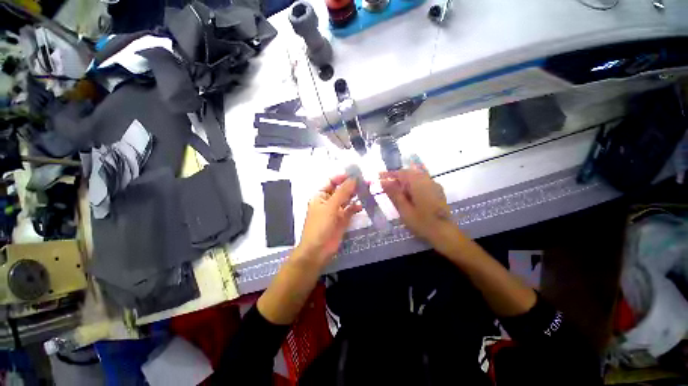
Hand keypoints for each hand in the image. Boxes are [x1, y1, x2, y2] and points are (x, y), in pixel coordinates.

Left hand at [294, 174, 361, 268]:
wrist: (318, 250)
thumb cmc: (320, 225)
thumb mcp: (330, 207)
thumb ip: (342, 192)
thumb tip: (353, 178)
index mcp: (320, 195)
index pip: (332, 181)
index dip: (342, 177)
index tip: (356, 174)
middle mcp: (328, 200)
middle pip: (341, 190)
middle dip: (351, 186)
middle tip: (366, 182)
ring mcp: (336, 210)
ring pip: (347, 199)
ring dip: (355, 195)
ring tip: (366, 191)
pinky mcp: (342, 219)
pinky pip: (350, 210)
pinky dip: (355, 207)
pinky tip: (361, 206)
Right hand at [380, 164, 456, 246]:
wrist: (444, 233)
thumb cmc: (422, 222)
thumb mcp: (404, 209)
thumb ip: (394, 194)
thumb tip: (384, 182)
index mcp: (419, 184)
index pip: (401, 173)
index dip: (389, 174)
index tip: (378, 176)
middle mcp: (427, 180)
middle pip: (409, 173)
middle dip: (396, 177)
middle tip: (385, 184)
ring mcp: (433, 185)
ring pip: (415, 177)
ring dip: (404, 181)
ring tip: (394, 190)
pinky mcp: (437, 190)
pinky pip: (421, 182)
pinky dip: (412, 185)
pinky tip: (408, 194)